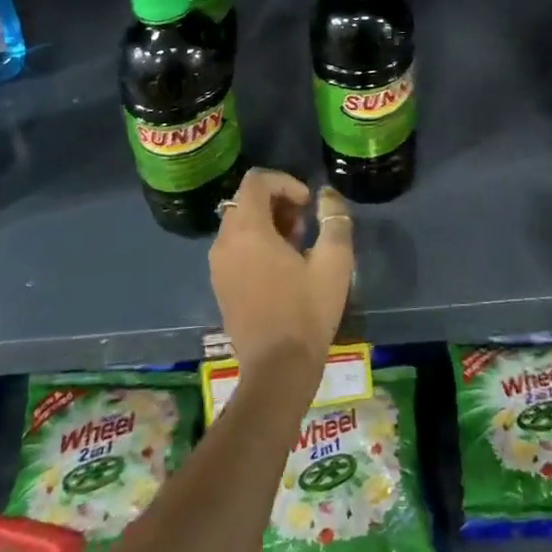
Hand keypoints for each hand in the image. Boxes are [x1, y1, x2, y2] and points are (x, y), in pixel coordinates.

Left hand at [209, 169, 354, 388]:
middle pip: (247, 200)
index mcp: (247, 230)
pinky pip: (235, 246)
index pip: (257, 181)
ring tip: (297, 246)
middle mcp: (224, 241)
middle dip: (278, 203)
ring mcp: (218, 265)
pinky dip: (256, 243)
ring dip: (268, 223)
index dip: (286, 182)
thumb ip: (334, 219)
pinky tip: (281, 268)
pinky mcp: (219, 284)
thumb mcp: (333, 262)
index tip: (308, 204)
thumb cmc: (306, 311)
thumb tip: (327, 196)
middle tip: (305, 225)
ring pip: (240, 223)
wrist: (277, 370)